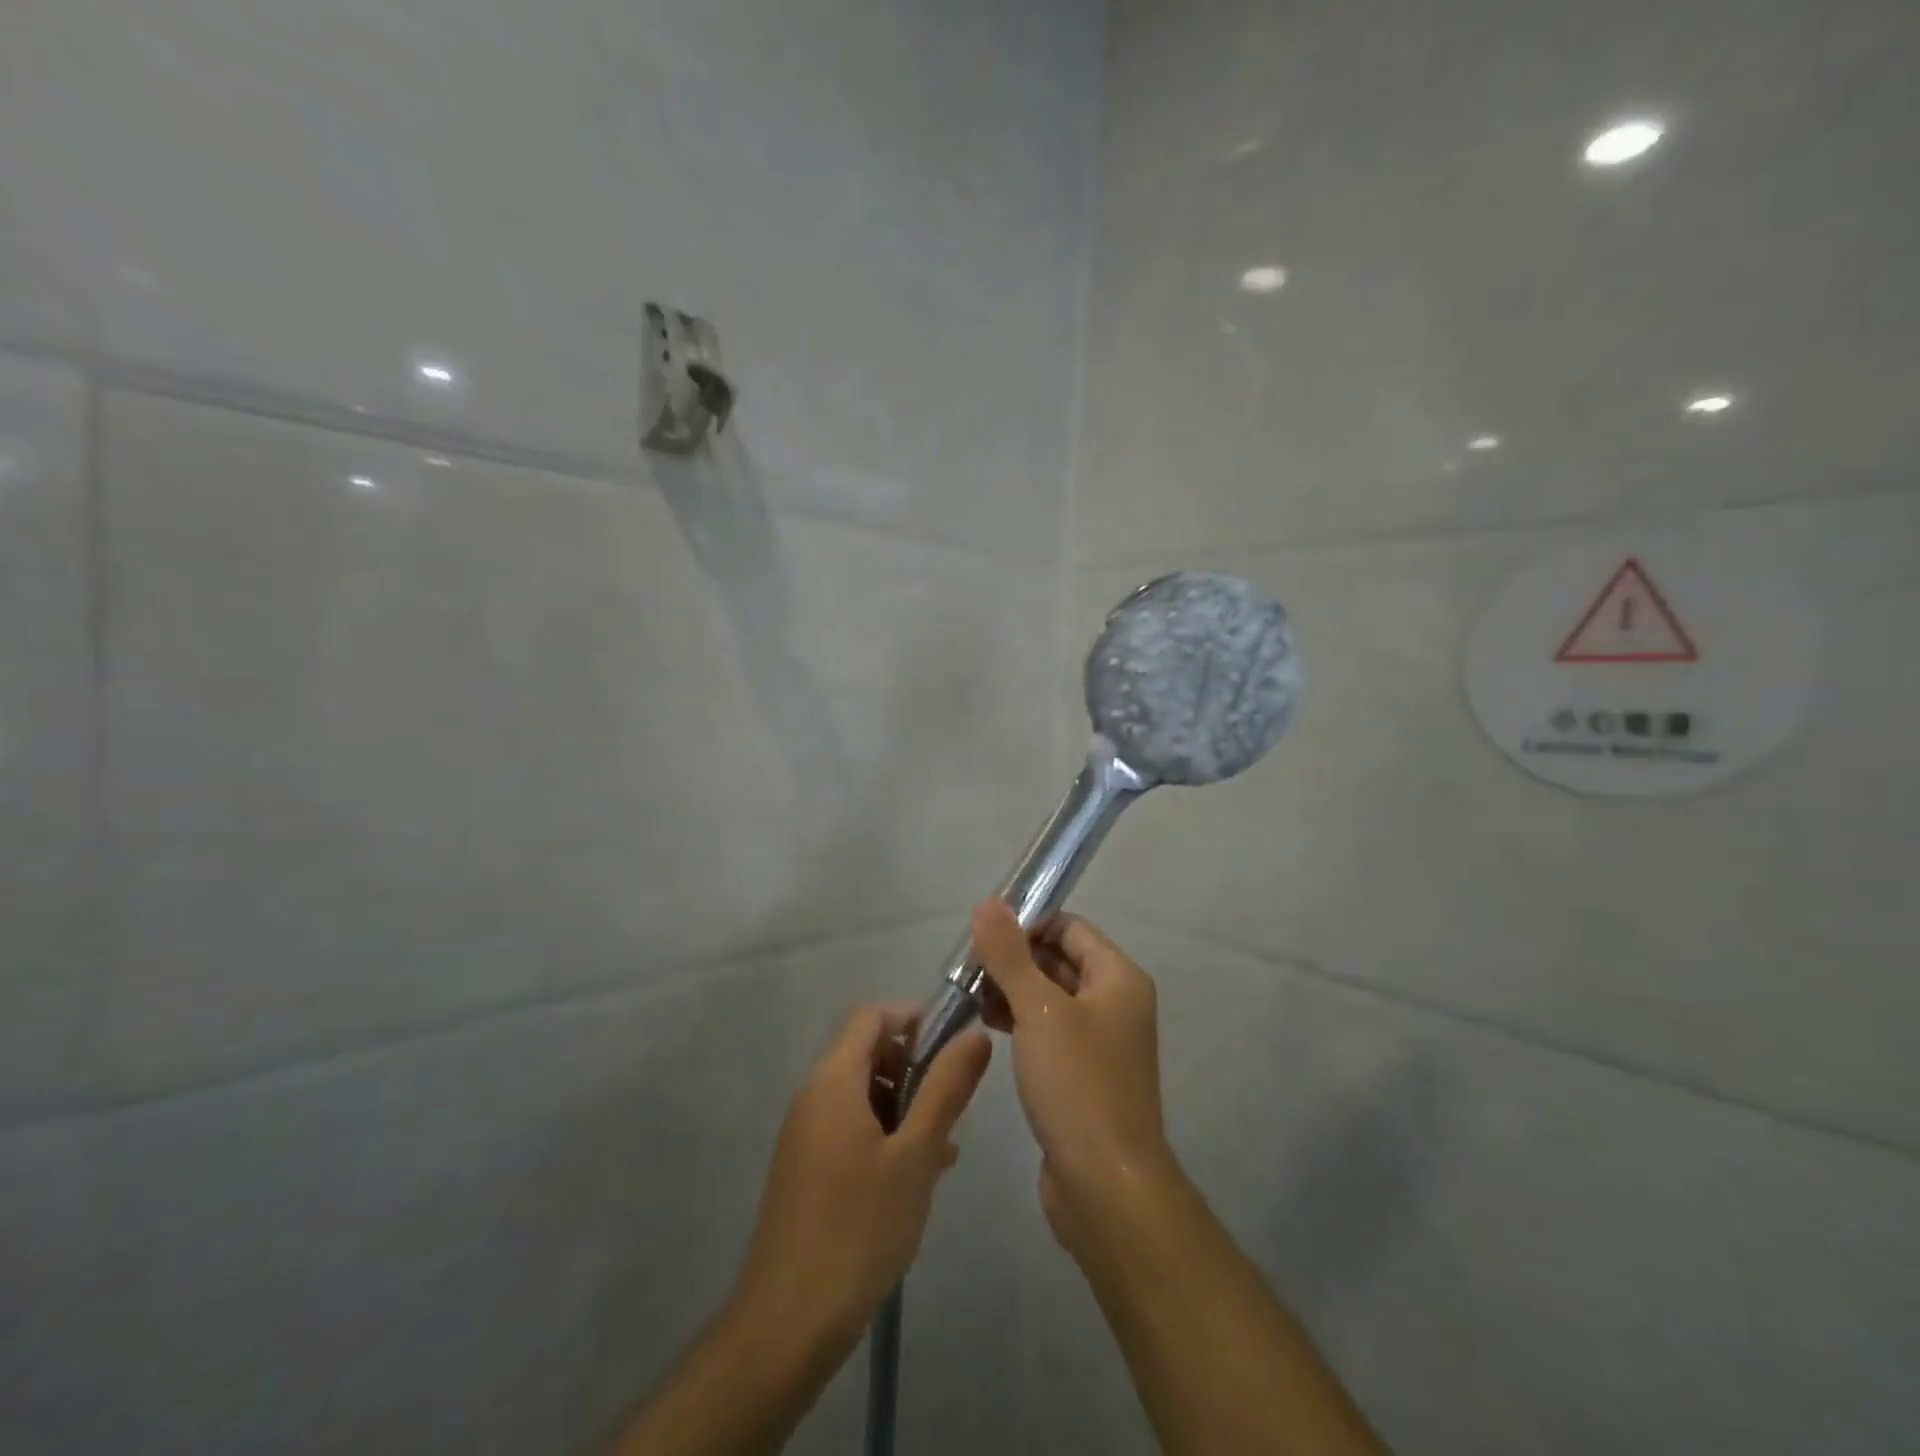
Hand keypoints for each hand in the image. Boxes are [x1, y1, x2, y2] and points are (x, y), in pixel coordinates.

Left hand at [733, 1003, 991, 1351]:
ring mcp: (806, 1135)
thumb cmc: (858, 1228)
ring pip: (864, 1095)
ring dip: (905, 1107)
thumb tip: (976, 1034)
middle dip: (915, 1069)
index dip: (914, 1019)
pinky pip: (852, 1129)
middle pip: (868, 1052)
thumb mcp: (915, 1154)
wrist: (788, 1325)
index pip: (872, 1016)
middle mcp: (813, 1096)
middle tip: (951, 1109)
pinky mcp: (807, 1170)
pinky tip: (917, 1178)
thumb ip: (946, 1089)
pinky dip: (886, 1135)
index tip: (952, 1051)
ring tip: (942, 1149)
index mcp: (833, 1080)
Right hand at [969, 901, 1172, 1258]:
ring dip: (1012, 990)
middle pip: (1059, 960)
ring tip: (969, 997)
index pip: (1069, 927)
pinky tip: (988, 1027)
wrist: (1105, 1187)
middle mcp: (1116, 1003)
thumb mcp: (1039, 1010)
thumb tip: (988, 903)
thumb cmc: (1077, 1085)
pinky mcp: (1083, 1074)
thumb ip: (1010, 954)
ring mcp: (1100, 1041)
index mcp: (1119, 978)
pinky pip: (1049, 1031)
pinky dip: (1021, 1022)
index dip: (1026, 925)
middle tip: (966, 969)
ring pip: (1050, 997)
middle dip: (1014, 959)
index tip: (981, 938)